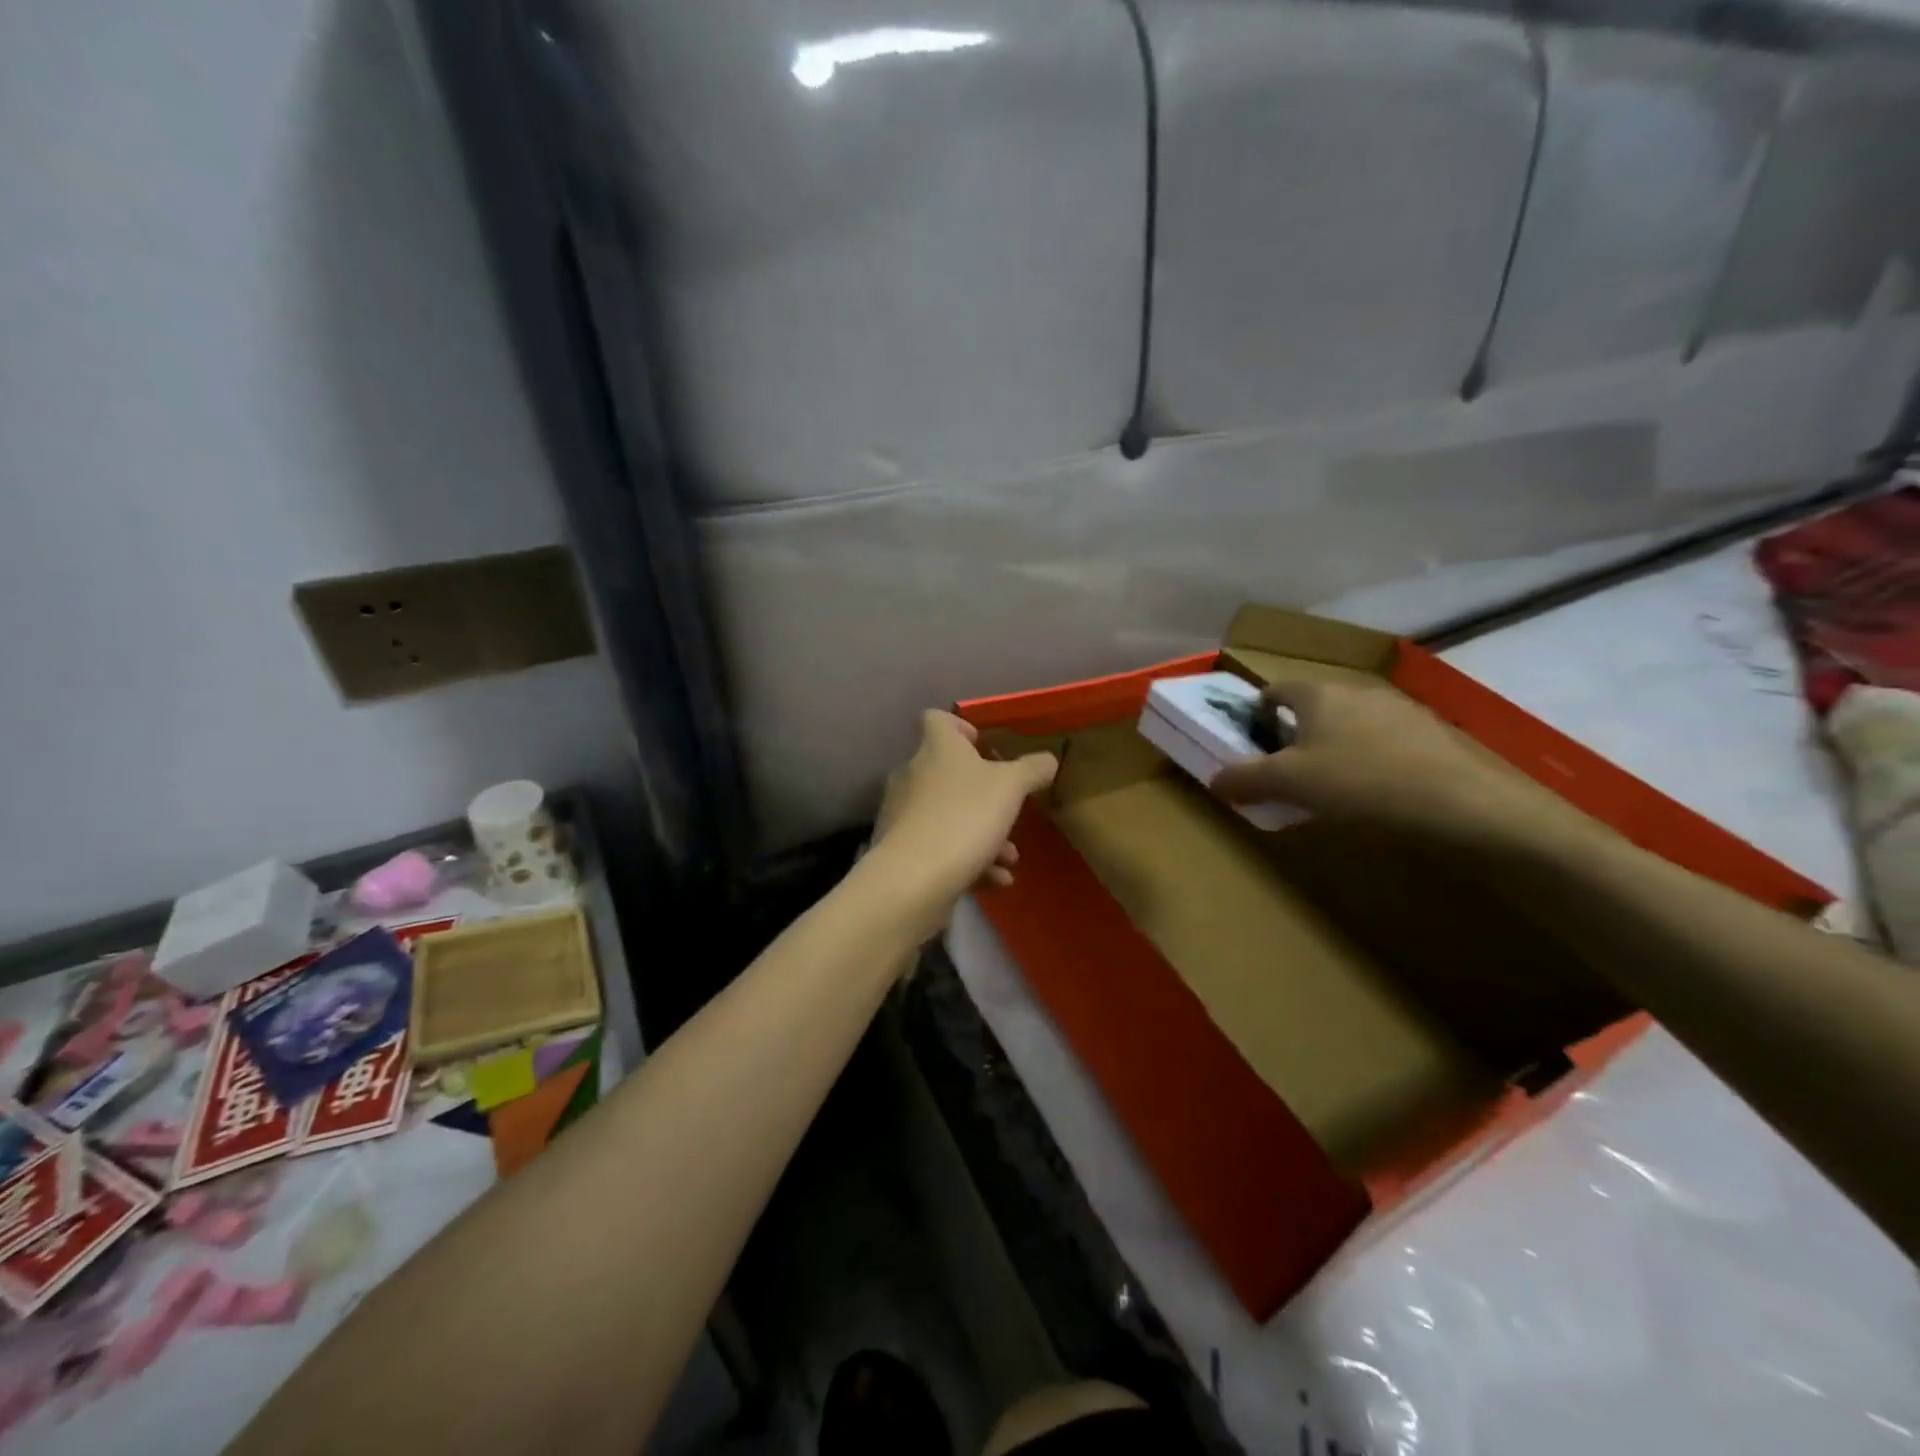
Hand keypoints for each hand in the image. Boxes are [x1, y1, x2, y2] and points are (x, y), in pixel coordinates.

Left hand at [863, 711, 1058, 939]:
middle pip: (947, 773)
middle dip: (984, 795)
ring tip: (1009, 858)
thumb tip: (1047, 760)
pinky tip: (995, 881)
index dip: (960, 727)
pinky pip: (940, 849)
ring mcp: (903, 815)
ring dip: (983, 834)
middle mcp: (913, 775)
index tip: (984, 746)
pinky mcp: (900, 852)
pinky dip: (968, 861)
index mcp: (936, 749)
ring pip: (949, 816)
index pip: (937, 720)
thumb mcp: (1011, 788)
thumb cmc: (964, 817)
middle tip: (1009, 810)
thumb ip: (1031, 770)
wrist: (913, 880)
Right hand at [1209, 678, 1592, 852]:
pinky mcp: (1433, 732)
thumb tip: (1214, 779)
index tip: (1253, 741)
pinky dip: (1372, 757)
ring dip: (1335, 745)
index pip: (1275, 690)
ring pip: (1351, 722)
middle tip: (1289, 770)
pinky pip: (1386, 739)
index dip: (1258, 713)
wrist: (1462, 802)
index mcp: (1317, 694)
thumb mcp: (1289, 785)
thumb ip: (1244, 779)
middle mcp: (1356, 690)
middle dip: (1296, 733)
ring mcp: (1400, 708)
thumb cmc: (1360, 783)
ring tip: (1334, 784)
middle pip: (1314, 705)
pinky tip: (1378, 790)